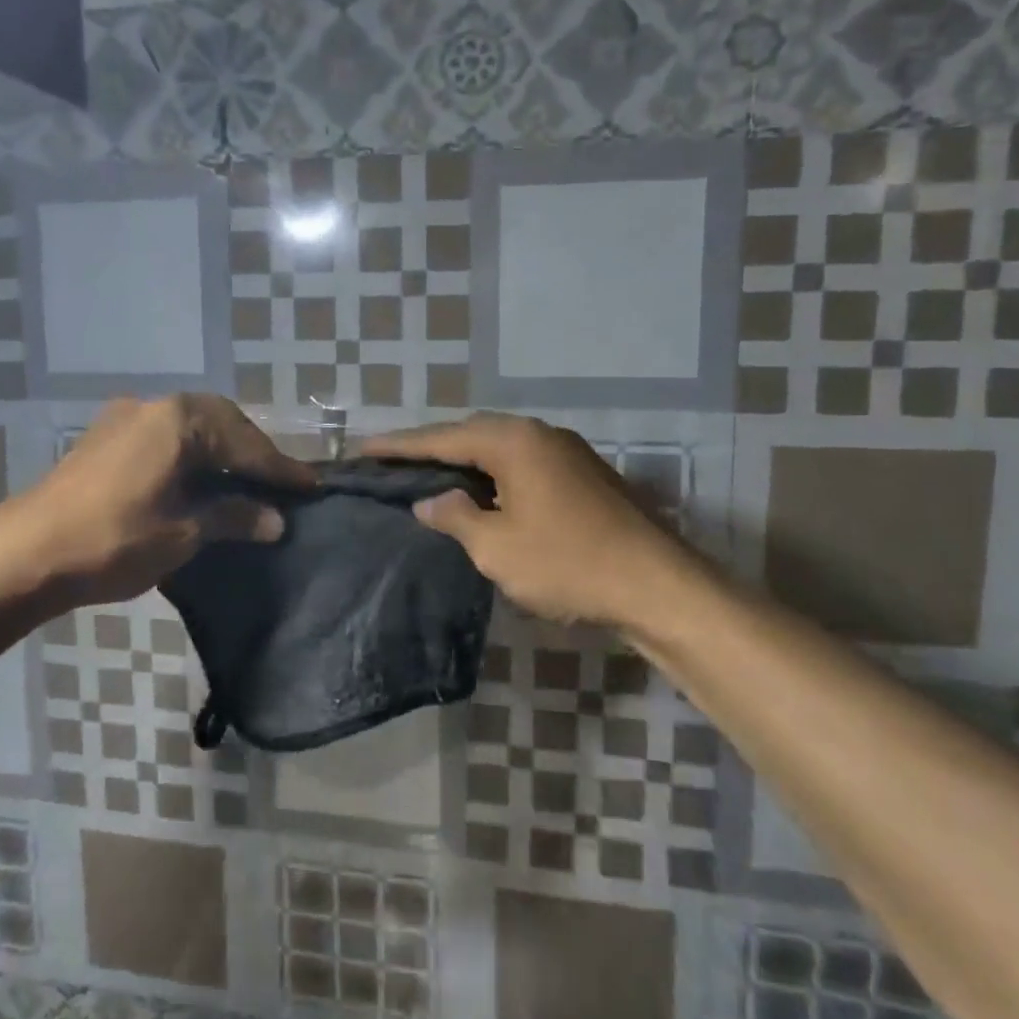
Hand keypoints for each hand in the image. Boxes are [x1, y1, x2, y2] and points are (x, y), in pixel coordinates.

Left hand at [0, 395, 315, 610]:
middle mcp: (154, 406)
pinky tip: (200, 478)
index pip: (246, 443)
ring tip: (246, 480)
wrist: (24, 552)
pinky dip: (192, 453)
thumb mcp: (183, 533)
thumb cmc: (113, 540)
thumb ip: (233, 518)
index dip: (280, 468)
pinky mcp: (105, 438)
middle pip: (221, 422)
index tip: (312, 485)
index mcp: (179, 420)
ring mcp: (125, 418)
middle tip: (279, 481)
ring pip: (191, 426)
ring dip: (221, 450)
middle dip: (251, 452)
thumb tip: (276, 520)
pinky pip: (165, 436)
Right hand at [364, 413, 710, 630]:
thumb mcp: (497, 547)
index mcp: (513, 441)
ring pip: (499, 447)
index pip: (442, 437)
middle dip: (430, 447)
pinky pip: (522, 463)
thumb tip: (430, 501)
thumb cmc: (567, 563)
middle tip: (391, 460)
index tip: (362, 447)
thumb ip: (455, 517)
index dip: (399, 445)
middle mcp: (539, 434)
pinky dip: (492, 473)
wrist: (656, 585)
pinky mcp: (582, 474)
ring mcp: (566, 451)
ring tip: (427, 472)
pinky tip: (480, 492)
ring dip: (462, 459)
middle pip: (471, 433)